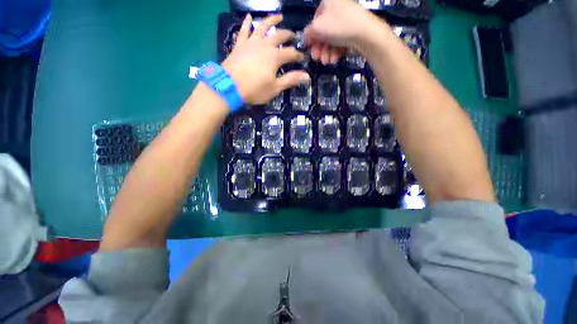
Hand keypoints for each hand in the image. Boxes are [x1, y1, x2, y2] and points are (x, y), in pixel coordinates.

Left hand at [222, 14, 310, 104]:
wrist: (230, 86)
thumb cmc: (255, 89)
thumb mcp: (275, 87)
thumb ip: (291, 80)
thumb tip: (307, 76)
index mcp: (275, 57)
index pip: (290, 53)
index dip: (298, 55)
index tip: (302, 58)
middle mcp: (265, 45)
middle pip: (279, 36)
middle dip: (288, 35)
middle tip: (293, 35)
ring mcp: (251, 42)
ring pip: (263, 27)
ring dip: (271, 20)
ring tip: (279, 16)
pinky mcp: (240, 44)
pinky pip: (244, 31)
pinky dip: (246, 23)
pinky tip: (248, 17)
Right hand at [304, 0, 383, 63]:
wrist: (365, 33)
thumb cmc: (338, 26)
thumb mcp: (317, 28)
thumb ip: (307, 33)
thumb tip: (306, 38)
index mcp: (328, 3)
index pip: (314, 21)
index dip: (311, 36)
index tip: (310, 48)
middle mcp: (337, 9)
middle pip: (323, 33)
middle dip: (319, 48)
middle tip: (317, 59)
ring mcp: (346, 21)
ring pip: (331, 40)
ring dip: (326, 53)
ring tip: (327, 61)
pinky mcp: (353, 31)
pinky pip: (340, 42)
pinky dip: (336, 51)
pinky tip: (335, 58)